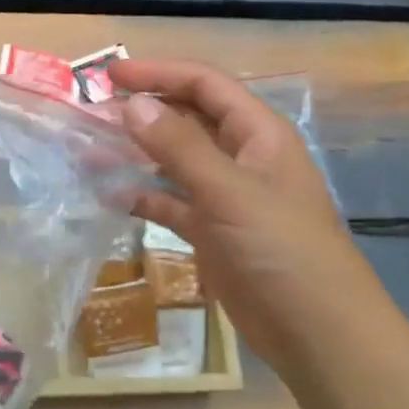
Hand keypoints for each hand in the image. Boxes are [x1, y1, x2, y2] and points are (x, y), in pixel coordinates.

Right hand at [108, 58, 385, 366]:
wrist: (318, 335)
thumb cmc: (282, 250)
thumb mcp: (229, 192)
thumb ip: (179, 146)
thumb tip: (133, 104)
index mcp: (258, 134)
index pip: (205, 85)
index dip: (159, 73)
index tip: (111, 74)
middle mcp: (242, 157)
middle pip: (188, 118)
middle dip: (144, 109)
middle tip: (93, 110)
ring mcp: (226, 196)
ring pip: (175, 160)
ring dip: (137, 151)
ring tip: (91, 148)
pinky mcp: (213, 232)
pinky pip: (171, 201)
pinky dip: (143, 195)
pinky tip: (110, 195)